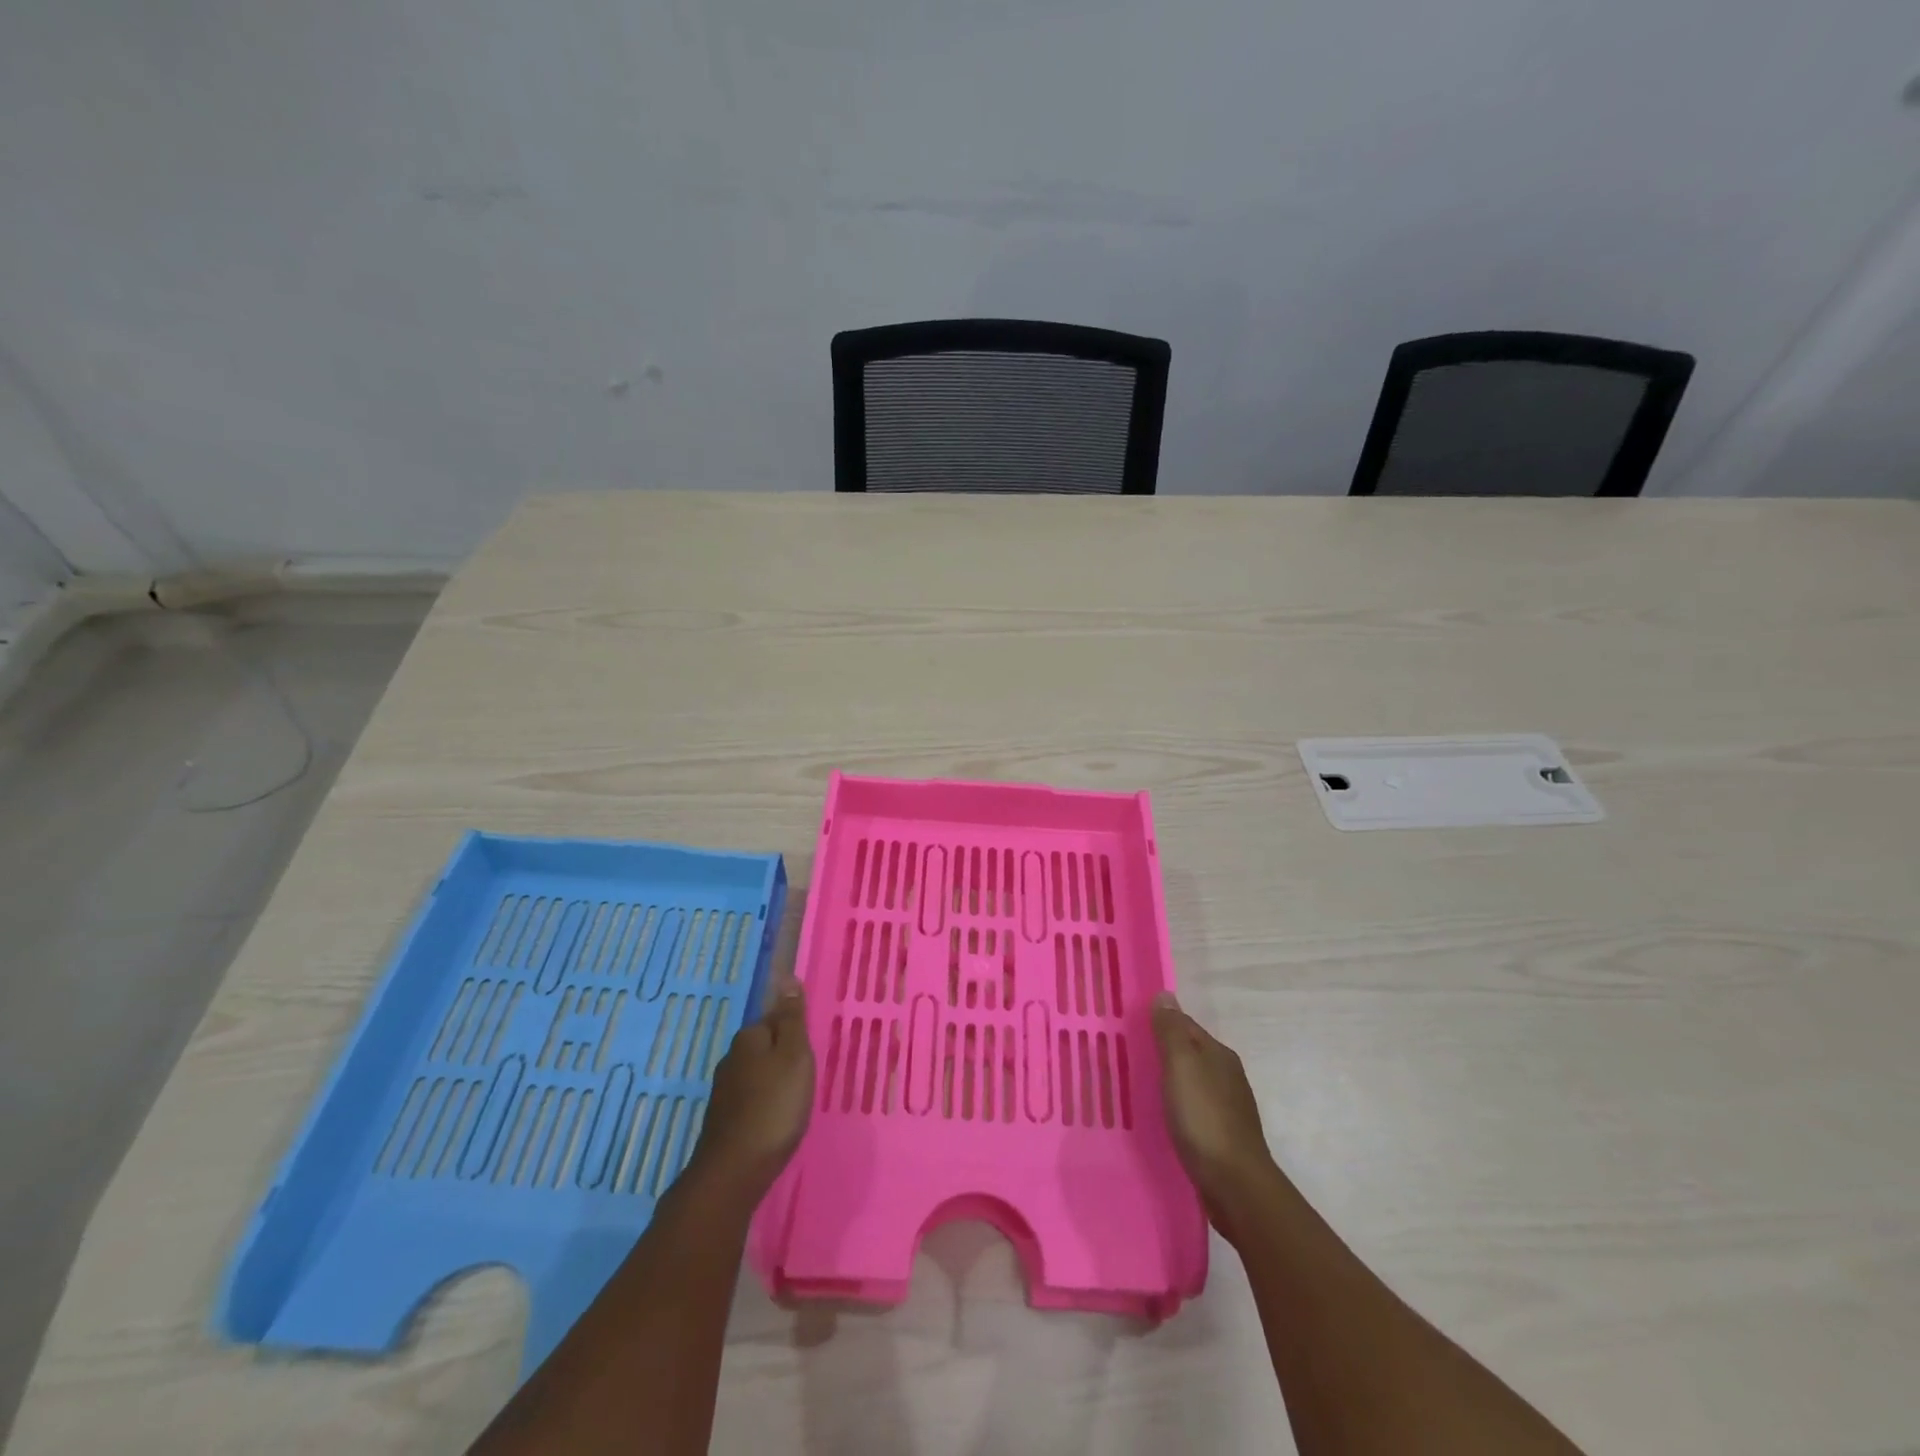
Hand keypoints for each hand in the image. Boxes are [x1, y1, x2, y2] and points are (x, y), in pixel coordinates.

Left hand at [688, 977, 814, 1197]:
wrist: (735, 1171)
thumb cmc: (774, 1106)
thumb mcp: (794, 1056)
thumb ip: (792, 1018)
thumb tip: (787, 978)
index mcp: (749, 1038)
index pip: (775, 1018)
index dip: (795, 1032)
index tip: (811, 1051)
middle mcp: (731, 1058)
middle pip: (765, 1046)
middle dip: (785, 1056)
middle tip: (808, 1075)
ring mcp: (724, 1090)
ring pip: (757, 1073)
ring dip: (775, 1081)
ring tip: (796, 1099)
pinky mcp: (723, 1119)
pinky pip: (751, 1098)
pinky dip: (765, 1103)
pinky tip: (776, 1119)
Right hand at [1152, 991, 1276, 1220]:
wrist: (1235, 1186)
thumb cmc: (1204, 1118)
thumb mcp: (1182, 1066)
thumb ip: (1171, 1031)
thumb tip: (1165, 994)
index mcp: (1219, 1054)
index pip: (1185, 1026)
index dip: (1160, 1023)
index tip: (1130, 1027)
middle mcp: (1227, 1076)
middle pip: (1190, 1053)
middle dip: (1163, 1052)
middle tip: (1127, 1056)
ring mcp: (1227, 1108)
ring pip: (1192, 1083)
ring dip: (1170, 1081)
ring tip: (1139, 1086)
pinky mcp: (1222, 1137)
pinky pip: (1194, 1110)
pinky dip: (1177, 1107)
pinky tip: (1162, 1118)